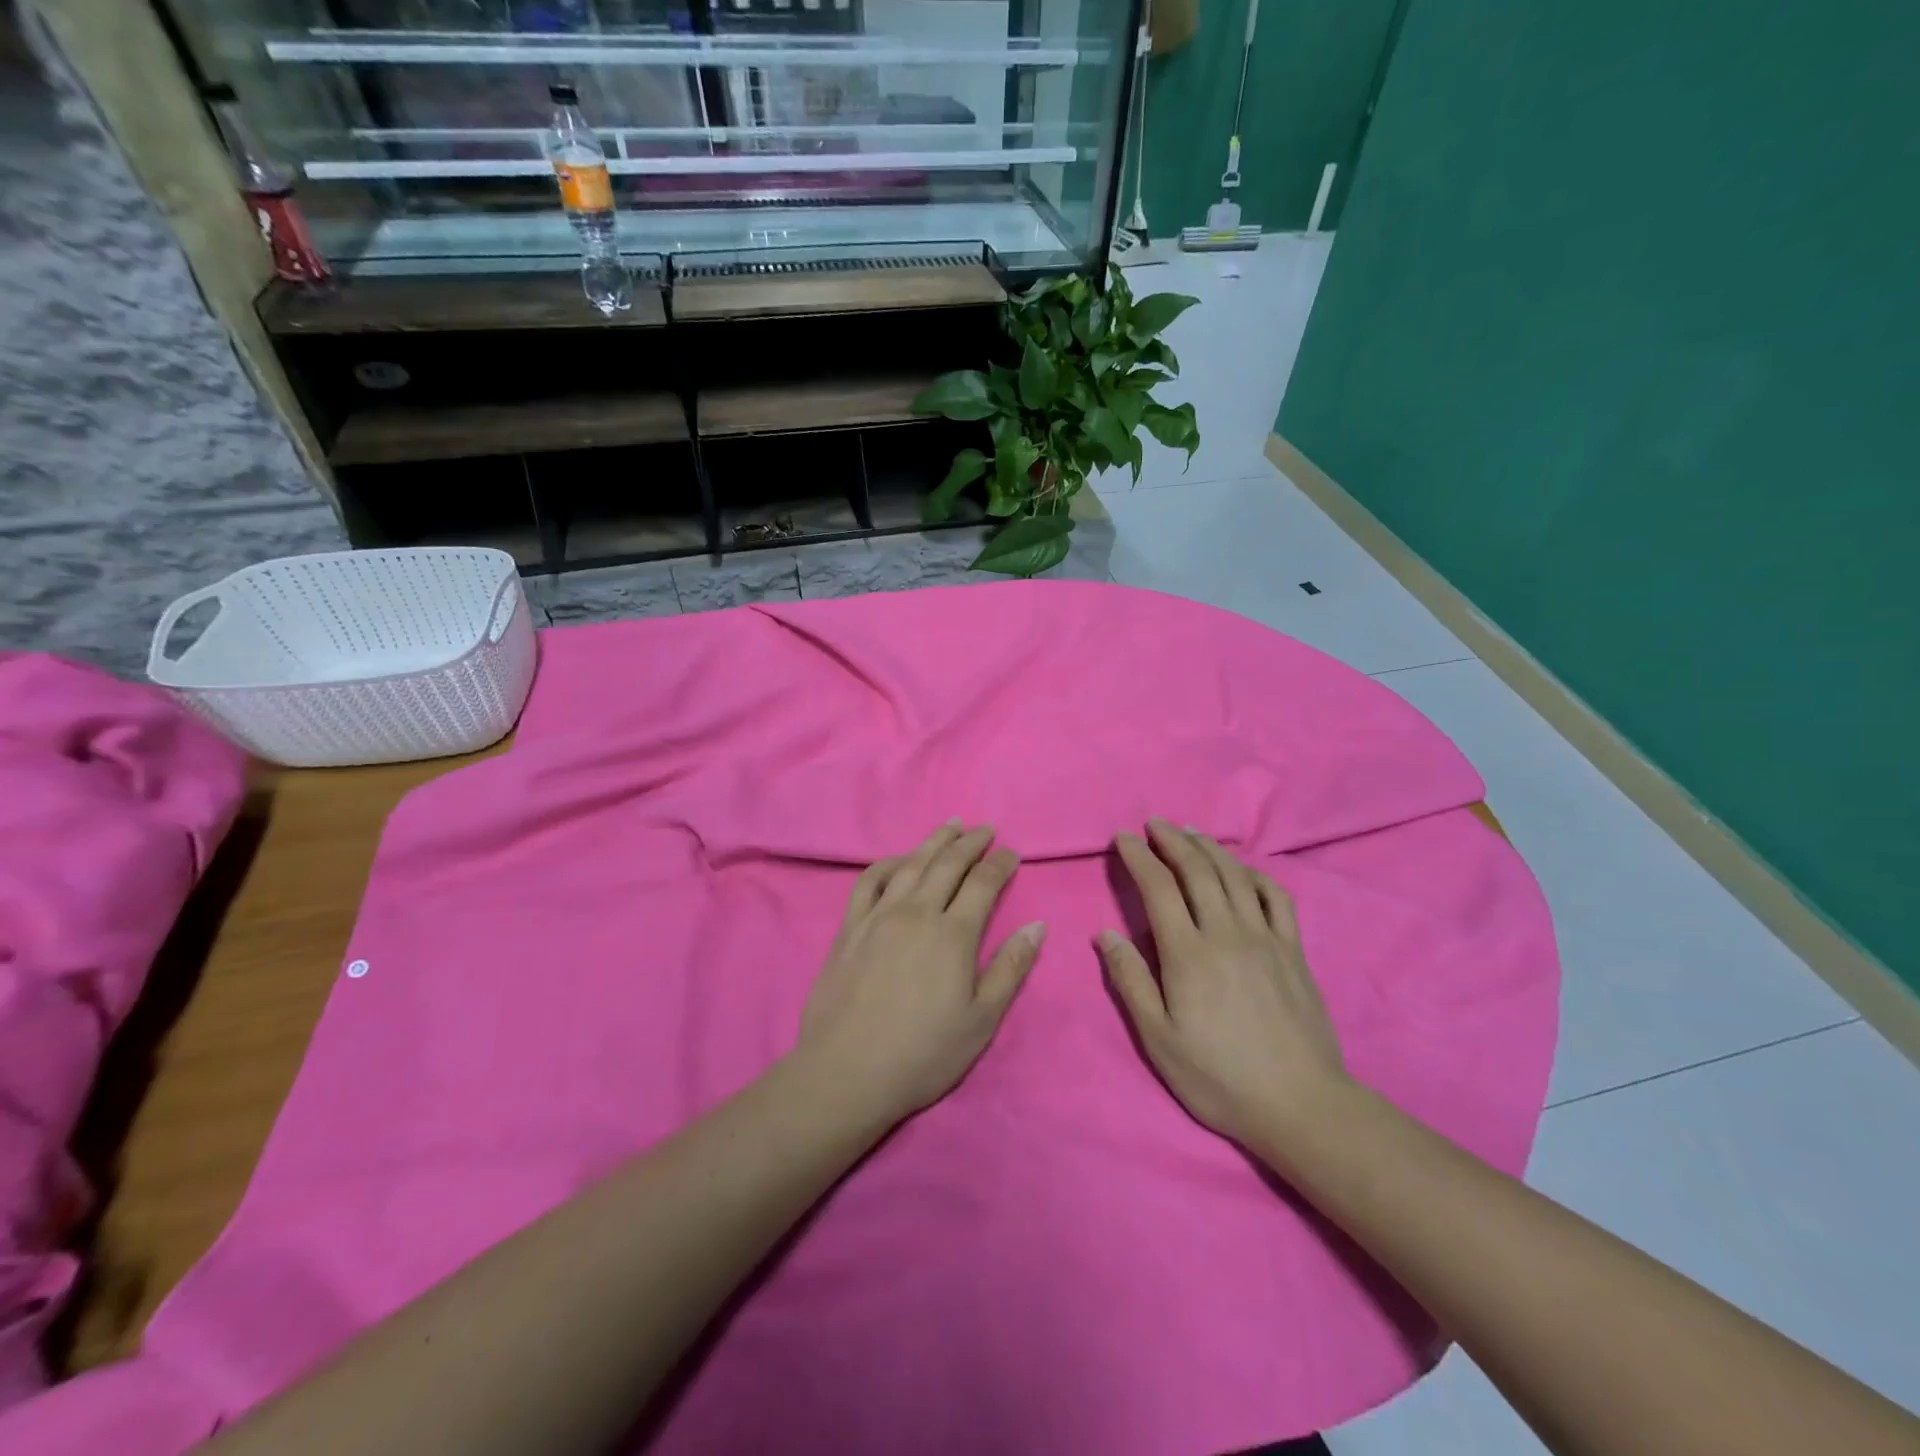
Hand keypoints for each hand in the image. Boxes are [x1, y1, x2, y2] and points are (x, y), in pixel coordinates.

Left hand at [798, 822, 1045, 1123]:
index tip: (1012, 854)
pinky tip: (898, 859)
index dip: (1001, 863)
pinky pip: (869, 880)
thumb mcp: (982, 1020)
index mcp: (953, 934)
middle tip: (986, 830)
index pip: (983, 883)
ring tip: (950, 826)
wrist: (847, 1071)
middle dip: (971, 842)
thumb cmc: (923, 1053)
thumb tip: (1037, 925)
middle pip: (947, 863)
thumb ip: (1011, 968)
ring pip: (910, 863)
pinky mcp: (850, 926)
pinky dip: (888, 862)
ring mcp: (879, 915)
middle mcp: (917, 912)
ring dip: (934, 841)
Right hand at [1097, 819, 1348, 1151]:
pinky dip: (1255, 874)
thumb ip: (1130, 980)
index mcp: (1188, 953)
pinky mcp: (1293, 950)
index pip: (1158, 887)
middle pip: (1197, 870)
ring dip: (1209, 847)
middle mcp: (1226, 932)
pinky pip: (1276, 897)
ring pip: (1235, 875)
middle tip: (1154, 824)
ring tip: (1191, 832)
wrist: (1301, 1104)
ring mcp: (1265, 938)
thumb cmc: (1219, 1076)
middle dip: (1172, 840)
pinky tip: (1243, 870)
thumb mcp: (1158, 1038)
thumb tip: (1105, 933)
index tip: (1123, 838)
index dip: (1139, 856)